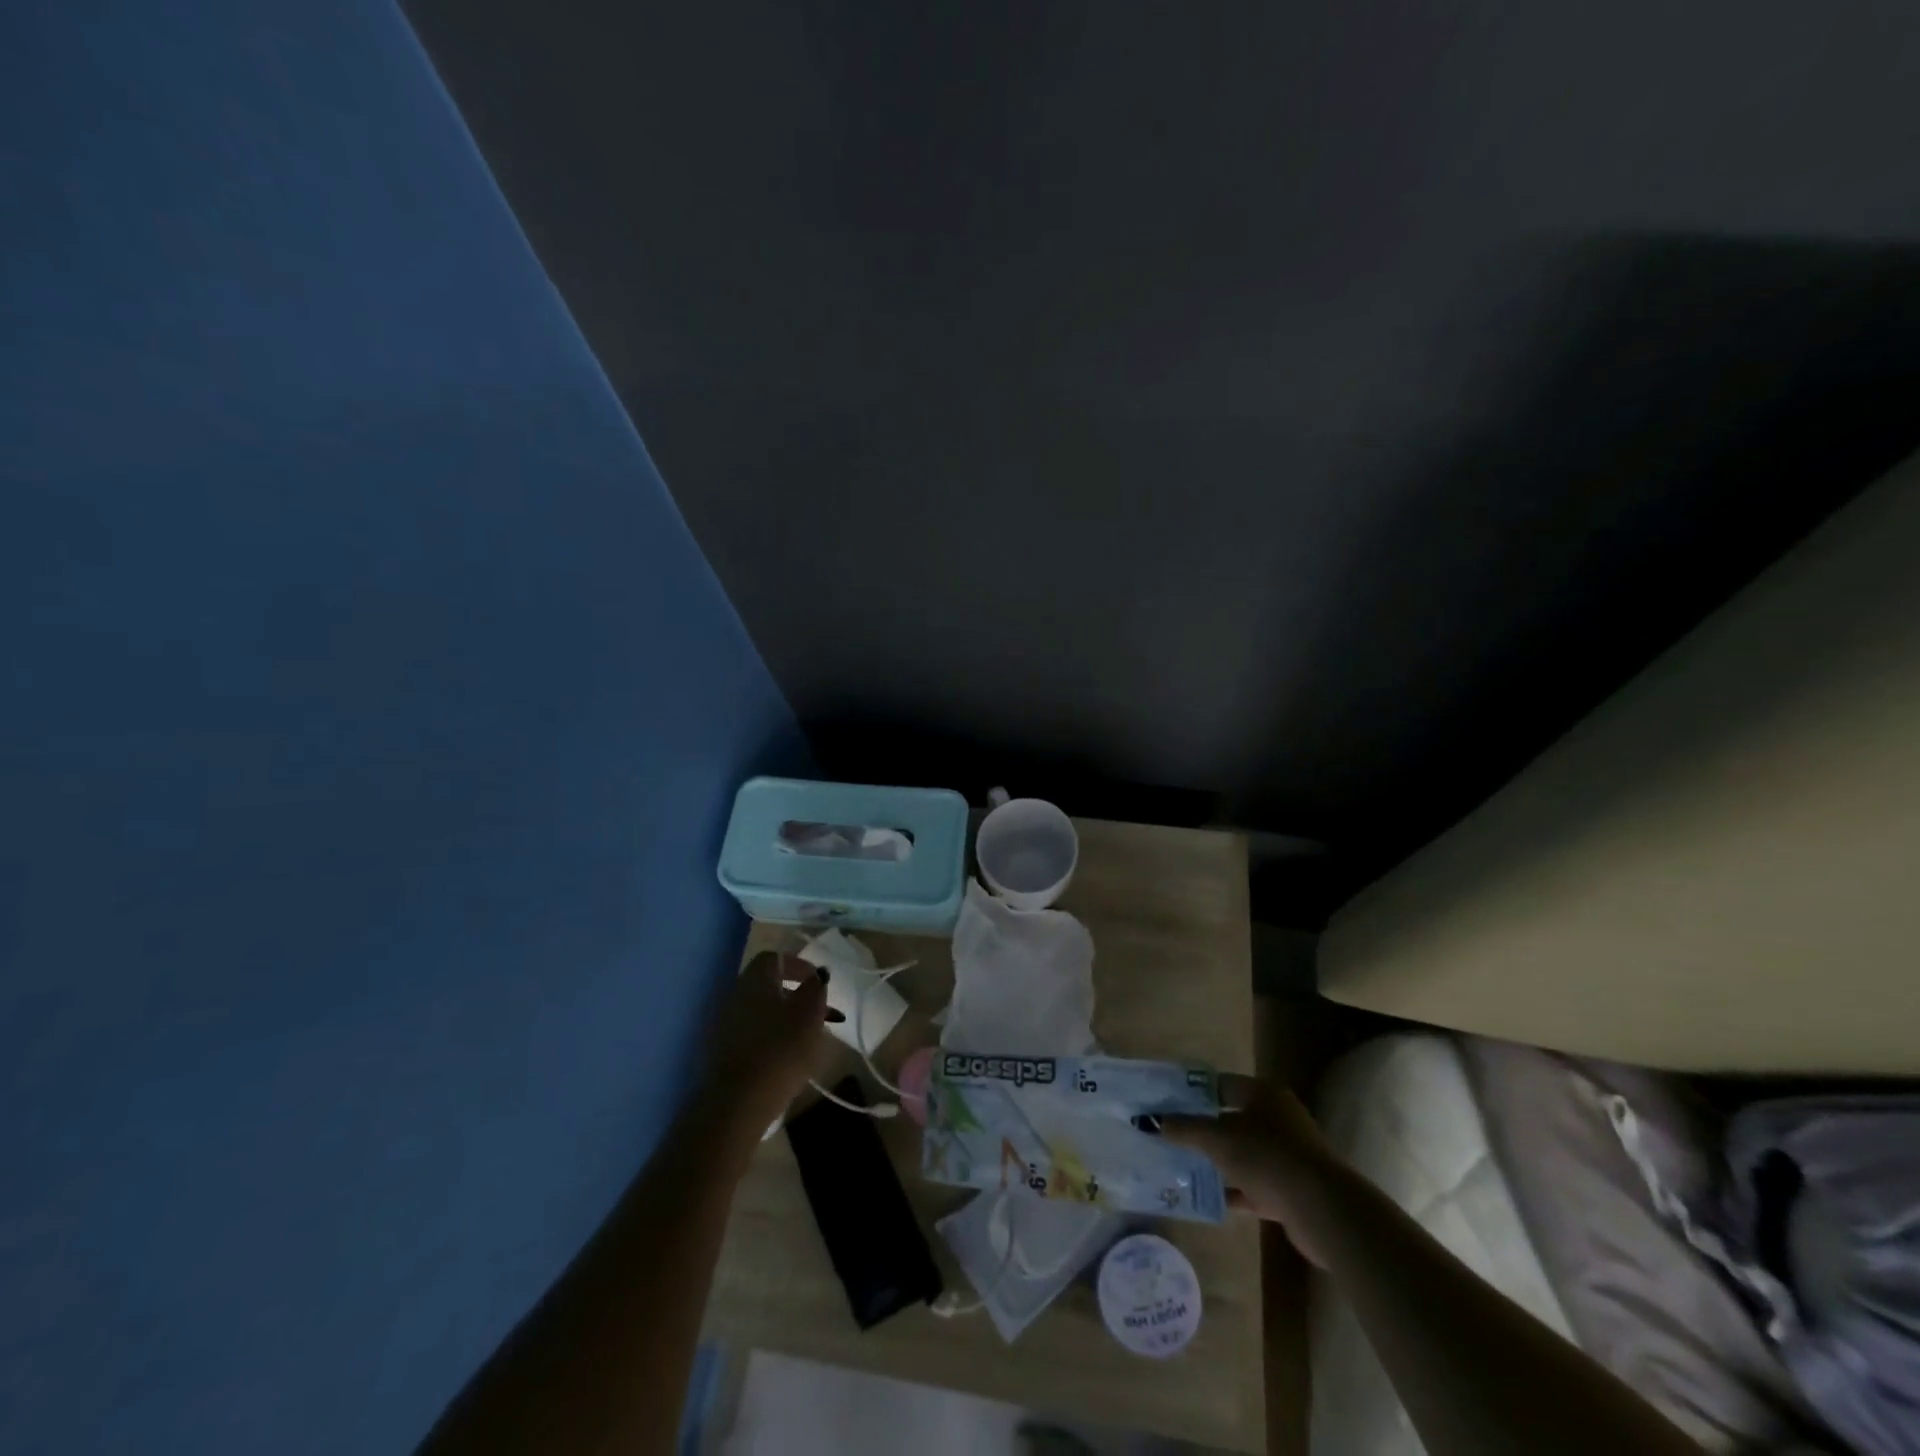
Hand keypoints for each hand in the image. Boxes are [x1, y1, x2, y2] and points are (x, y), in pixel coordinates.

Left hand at [697, 951, 832, 1139]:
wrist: (737, 1103)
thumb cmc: (780, 1050)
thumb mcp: (810, 1014)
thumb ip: (816, 988)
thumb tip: (817, 974)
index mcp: (755, 979)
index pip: (775, 958)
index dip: (798, 965)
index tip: (818, 982)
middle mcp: (735, 994)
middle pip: (767, 984)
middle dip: (794, 994)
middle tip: (818, 1011)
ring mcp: (724, 1024)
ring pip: (760, 1010)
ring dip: (784, 1017)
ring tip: (807, 1037)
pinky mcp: (721, 1051)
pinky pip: (751, 1032)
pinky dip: (770, 1036)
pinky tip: (785, 1056)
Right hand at [1161, 1074, 1342, 1265]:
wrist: (1322, 1209)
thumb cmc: (1267, 1157)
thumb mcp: (1217, 1138)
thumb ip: (1183, 1129)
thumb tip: (1149, 1121)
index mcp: (1264, 1094)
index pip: (1221, 1085)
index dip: (1193, 1093)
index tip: (1167, 1104)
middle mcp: (1278, 1118)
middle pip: (1232, 1118)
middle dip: (1203, 1129)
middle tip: (1171, 1135)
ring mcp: (1288, 1154)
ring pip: (1243, 1153)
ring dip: (1218, 1162)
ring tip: (1183, 1167)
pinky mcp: (1292, 1187)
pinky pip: (1254, 1183)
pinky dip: (1234, 1189)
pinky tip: (1209, 1197)